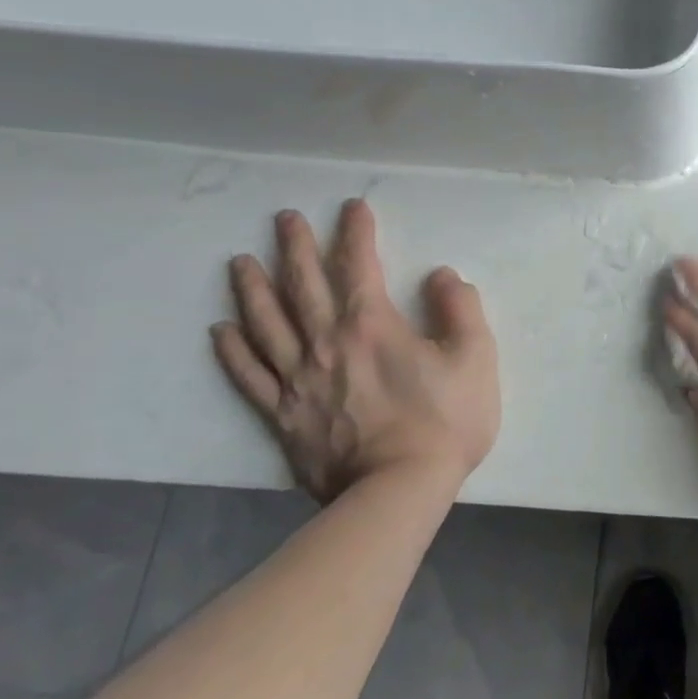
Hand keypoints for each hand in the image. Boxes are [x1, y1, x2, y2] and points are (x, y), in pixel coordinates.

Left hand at [210, 200, 499, 504]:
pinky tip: (221, 330)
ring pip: (266, 324)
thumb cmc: (445, 421)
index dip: (356, 232)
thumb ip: (461, 309)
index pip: (359, 265)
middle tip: (283, 219)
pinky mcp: (283, 415)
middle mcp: (326, 343)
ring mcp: (298, 380)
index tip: (352, 207)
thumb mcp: (476, 357)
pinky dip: (233, 351)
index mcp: (373, 325)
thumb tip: (442, 276)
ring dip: (252, 289)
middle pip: (302, 285)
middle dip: (294, 247)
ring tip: (240, 261)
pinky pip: (250, 376)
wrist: (398, 490)